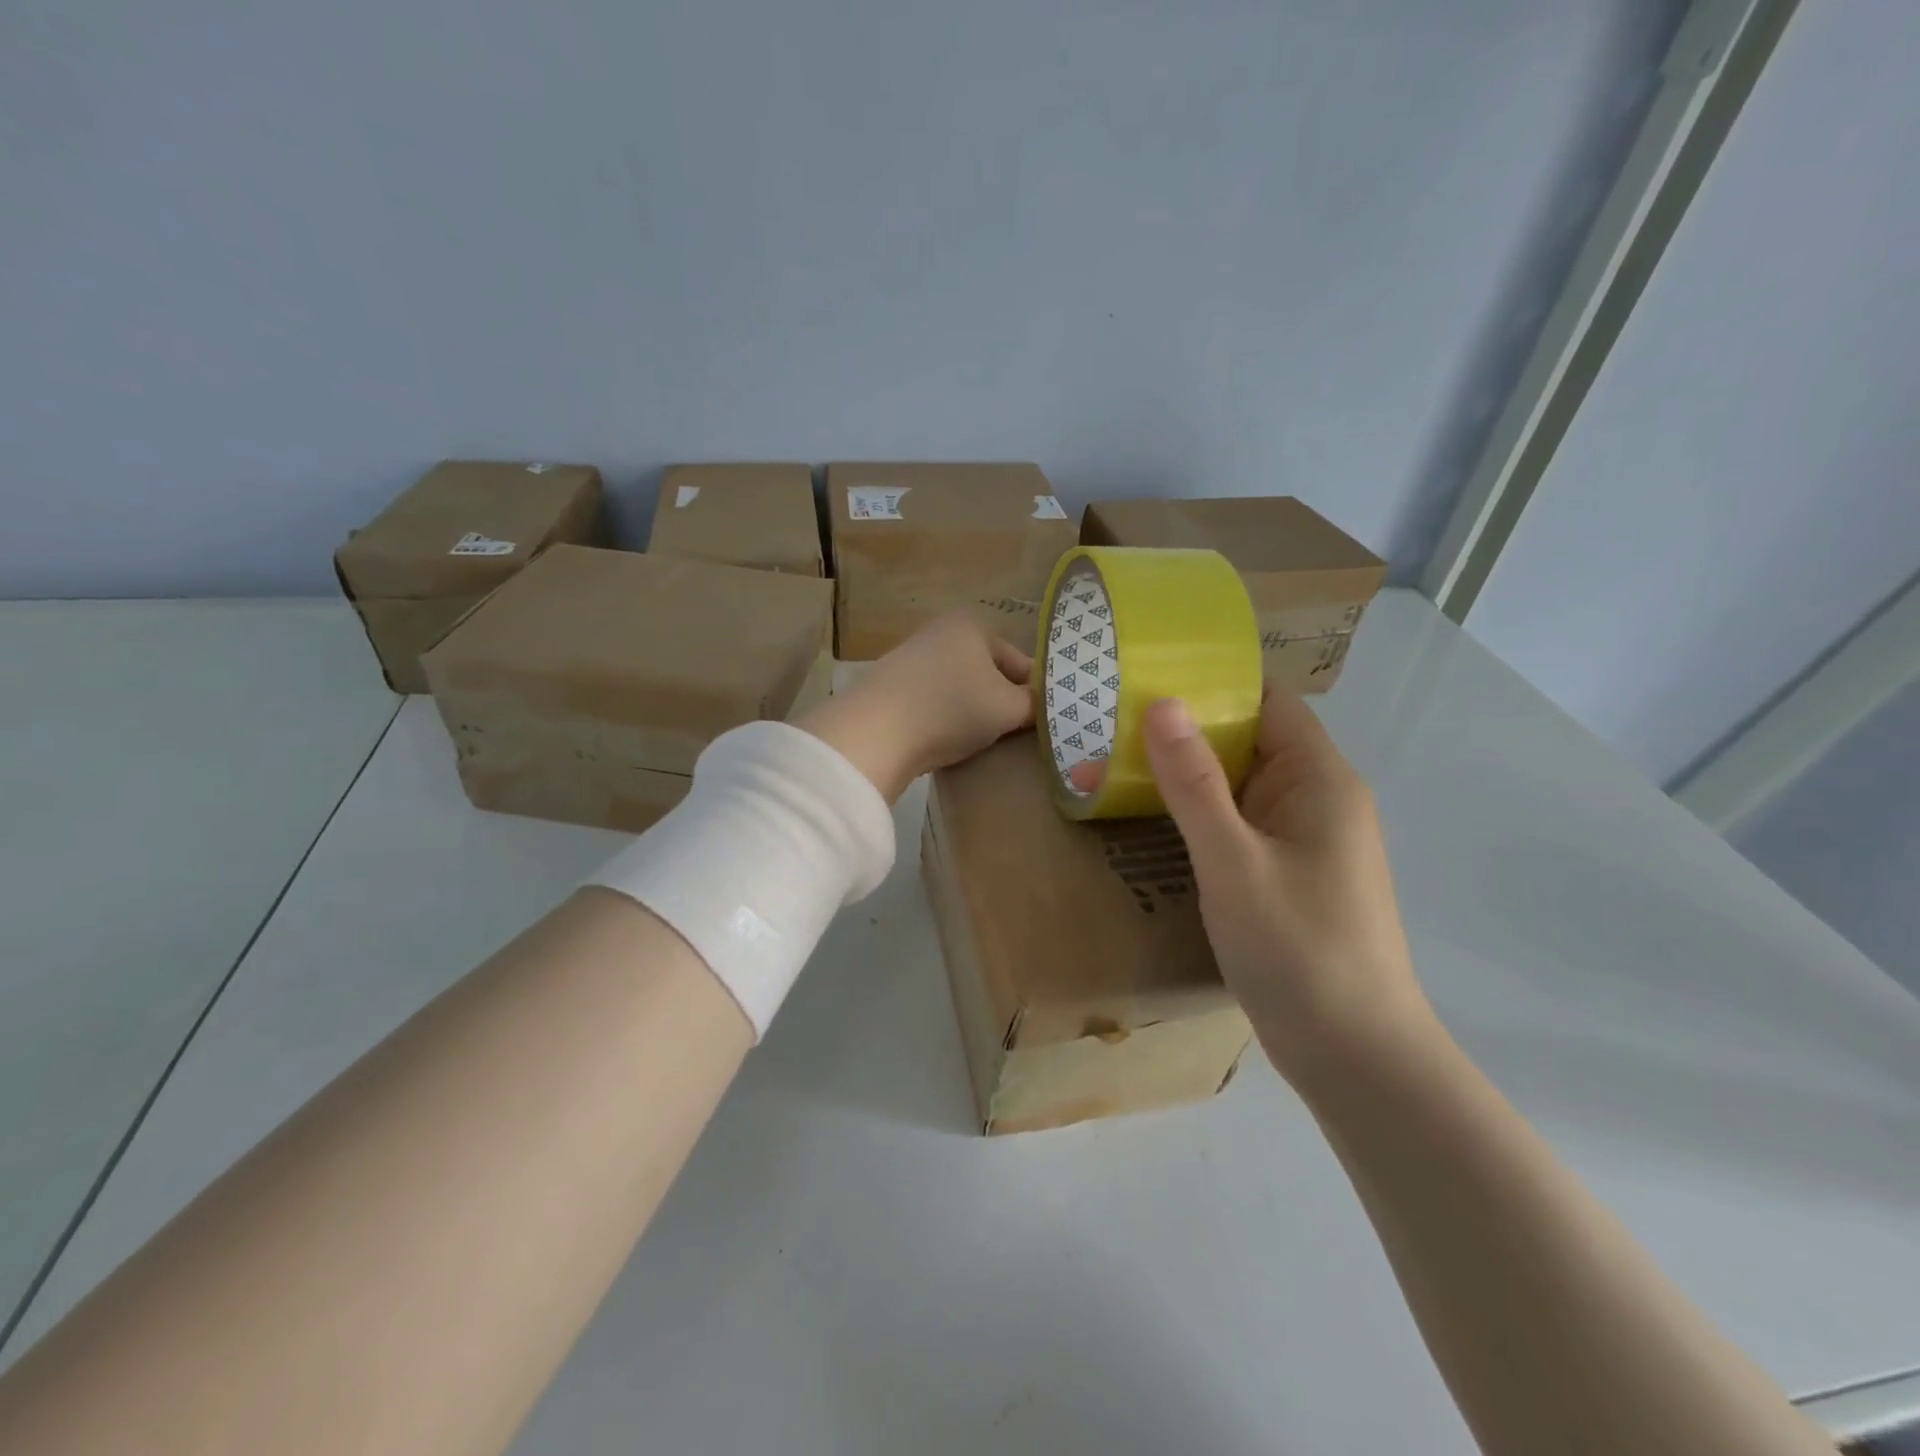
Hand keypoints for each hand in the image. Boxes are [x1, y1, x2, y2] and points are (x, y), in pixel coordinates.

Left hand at [797, 614, 1033, 801]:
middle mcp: (939, 633)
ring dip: (970, 710)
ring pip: (958, 687)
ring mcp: (909, 658)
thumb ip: (1034, 705)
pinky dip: (942, 718)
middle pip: (986, 672)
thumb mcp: (1008, 709)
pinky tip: (943, 739)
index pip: (1018, 660)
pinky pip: (930, 702)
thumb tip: (1040, 704)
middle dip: (1000, 700)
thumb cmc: (952, 709)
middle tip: (1012, 732)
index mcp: (971, 626)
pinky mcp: (888, 687)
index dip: (1033, 692)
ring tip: (978, 740)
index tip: (1040, 721)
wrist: (875, 732)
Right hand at [1133, 691, 1432, 1083]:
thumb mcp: (1233, 861)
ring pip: (1239, 785)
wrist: (1354, 1056)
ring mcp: (1302, 838)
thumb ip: (1193, 783)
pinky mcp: (1285, 872)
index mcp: (1319, 779)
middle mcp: (1316, 798)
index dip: (1213, 683)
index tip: (1147, 676)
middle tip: (1111, 719)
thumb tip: (1161, 703)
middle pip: (1249, 740)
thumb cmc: (1299, 950)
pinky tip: (1151, 816)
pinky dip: (1198, 813)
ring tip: (1115, 758)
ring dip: (1186, 773)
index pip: (1267, 702)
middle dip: (1186, 729)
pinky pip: (1237, 823)